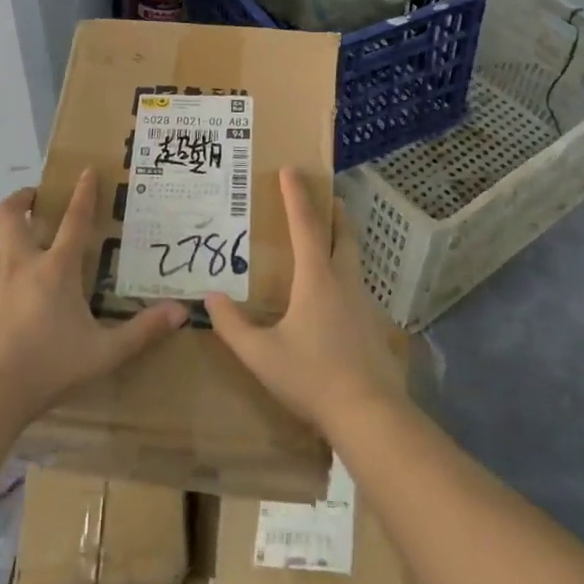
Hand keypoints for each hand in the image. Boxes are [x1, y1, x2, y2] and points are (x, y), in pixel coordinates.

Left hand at [0, 169, 187, 429]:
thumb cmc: (50, 367)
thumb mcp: (104, 353)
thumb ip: (142, 331)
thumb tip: (181, 312)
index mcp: (56, 269)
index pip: (74, 219)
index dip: (82, 192)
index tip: (85, 170)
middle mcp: (21, 264)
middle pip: (10, 215)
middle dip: (22, 198)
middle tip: (37, 199)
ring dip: (14, 238)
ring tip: (33, 256)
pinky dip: (6, 279)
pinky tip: (16, 305)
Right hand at [205, 169, 400, 435]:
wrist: (369, 413)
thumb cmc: (312, 377)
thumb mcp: (261, 355)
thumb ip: (232, 326)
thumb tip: (210, 297)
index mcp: (316, 279)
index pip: (305, 225)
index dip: (296, 195)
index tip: (292, 169)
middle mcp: (343, 280)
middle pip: (341, 233)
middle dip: (332, 210)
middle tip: (327, 194)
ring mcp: (363, 302)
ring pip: (353, 257)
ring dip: (342, 238)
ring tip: (329, 236)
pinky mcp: (373, 324)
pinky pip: (357, 283)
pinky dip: (346, 270)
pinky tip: (337, 291)